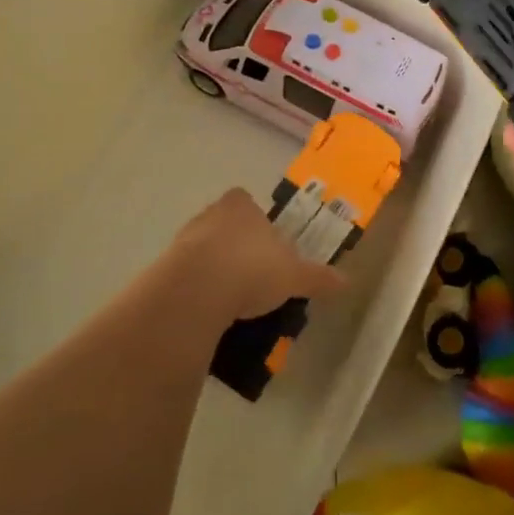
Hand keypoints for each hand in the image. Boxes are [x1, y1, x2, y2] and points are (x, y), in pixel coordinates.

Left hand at [151, 189, 346, 326]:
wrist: (196, 291)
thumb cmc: (251, 269)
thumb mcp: (294, 276)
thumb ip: (318, 277)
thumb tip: (346, 281)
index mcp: (241, 205)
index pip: (248, 203)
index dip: (259, 223)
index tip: (269, 248)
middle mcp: (211, 213)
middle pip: (227, 226)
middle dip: (239, 247)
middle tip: (256, 276)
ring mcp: (184, 238)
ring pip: (206, 250)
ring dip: (218, 269)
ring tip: (236, 300)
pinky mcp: (167, 266)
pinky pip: (189, 275)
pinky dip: (200, 289)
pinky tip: (213, 311)